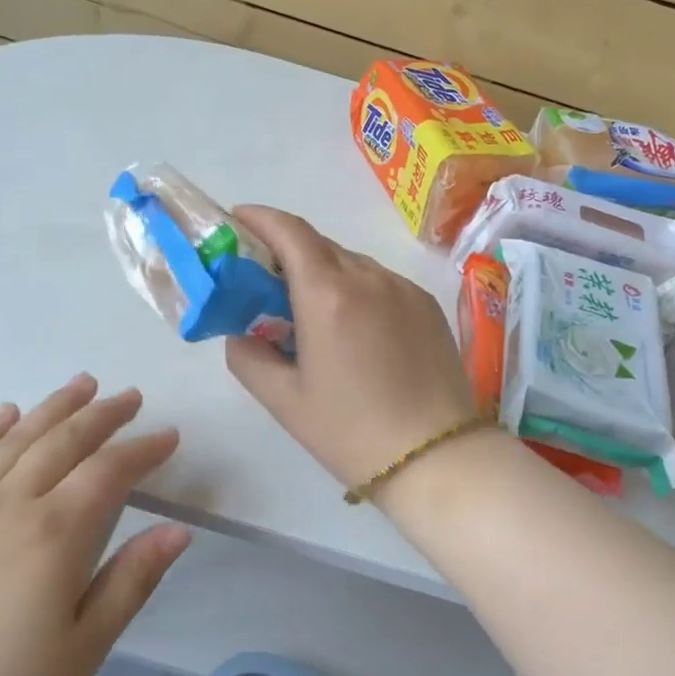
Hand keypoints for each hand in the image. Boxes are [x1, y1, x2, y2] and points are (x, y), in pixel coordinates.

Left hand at [0, 377, 189, 675]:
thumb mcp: (83, 651)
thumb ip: (132, 581)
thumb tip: (179, 530)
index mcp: (53, 536)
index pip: (109, 471)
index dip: (143, 449)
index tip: (170, 436)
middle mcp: (8, 507)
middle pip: (62, 441)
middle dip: (102, 414)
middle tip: (130, 396)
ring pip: (14, 441)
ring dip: (51, 407)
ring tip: (81, 384)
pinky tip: (5, 415)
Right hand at [224, 207, 480, 493]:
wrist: (438, 457)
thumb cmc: (351, 432)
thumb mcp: (284, 400)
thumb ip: (247, 356)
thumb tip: (241, 332)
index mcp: (328, 294)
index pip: (289, 231)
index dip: (259, 218)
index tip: (236, 221)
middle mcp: (368, 277)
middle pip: (319, 244)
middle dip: (286, 250)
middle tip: (265, 281)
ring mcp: (403, 288)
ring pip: (352, 262)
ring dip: (323, 271)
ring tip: (311, 311)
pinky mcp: (427, 304)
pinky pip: (381, 282)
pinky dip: (357, 289)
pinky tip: (354, 328)